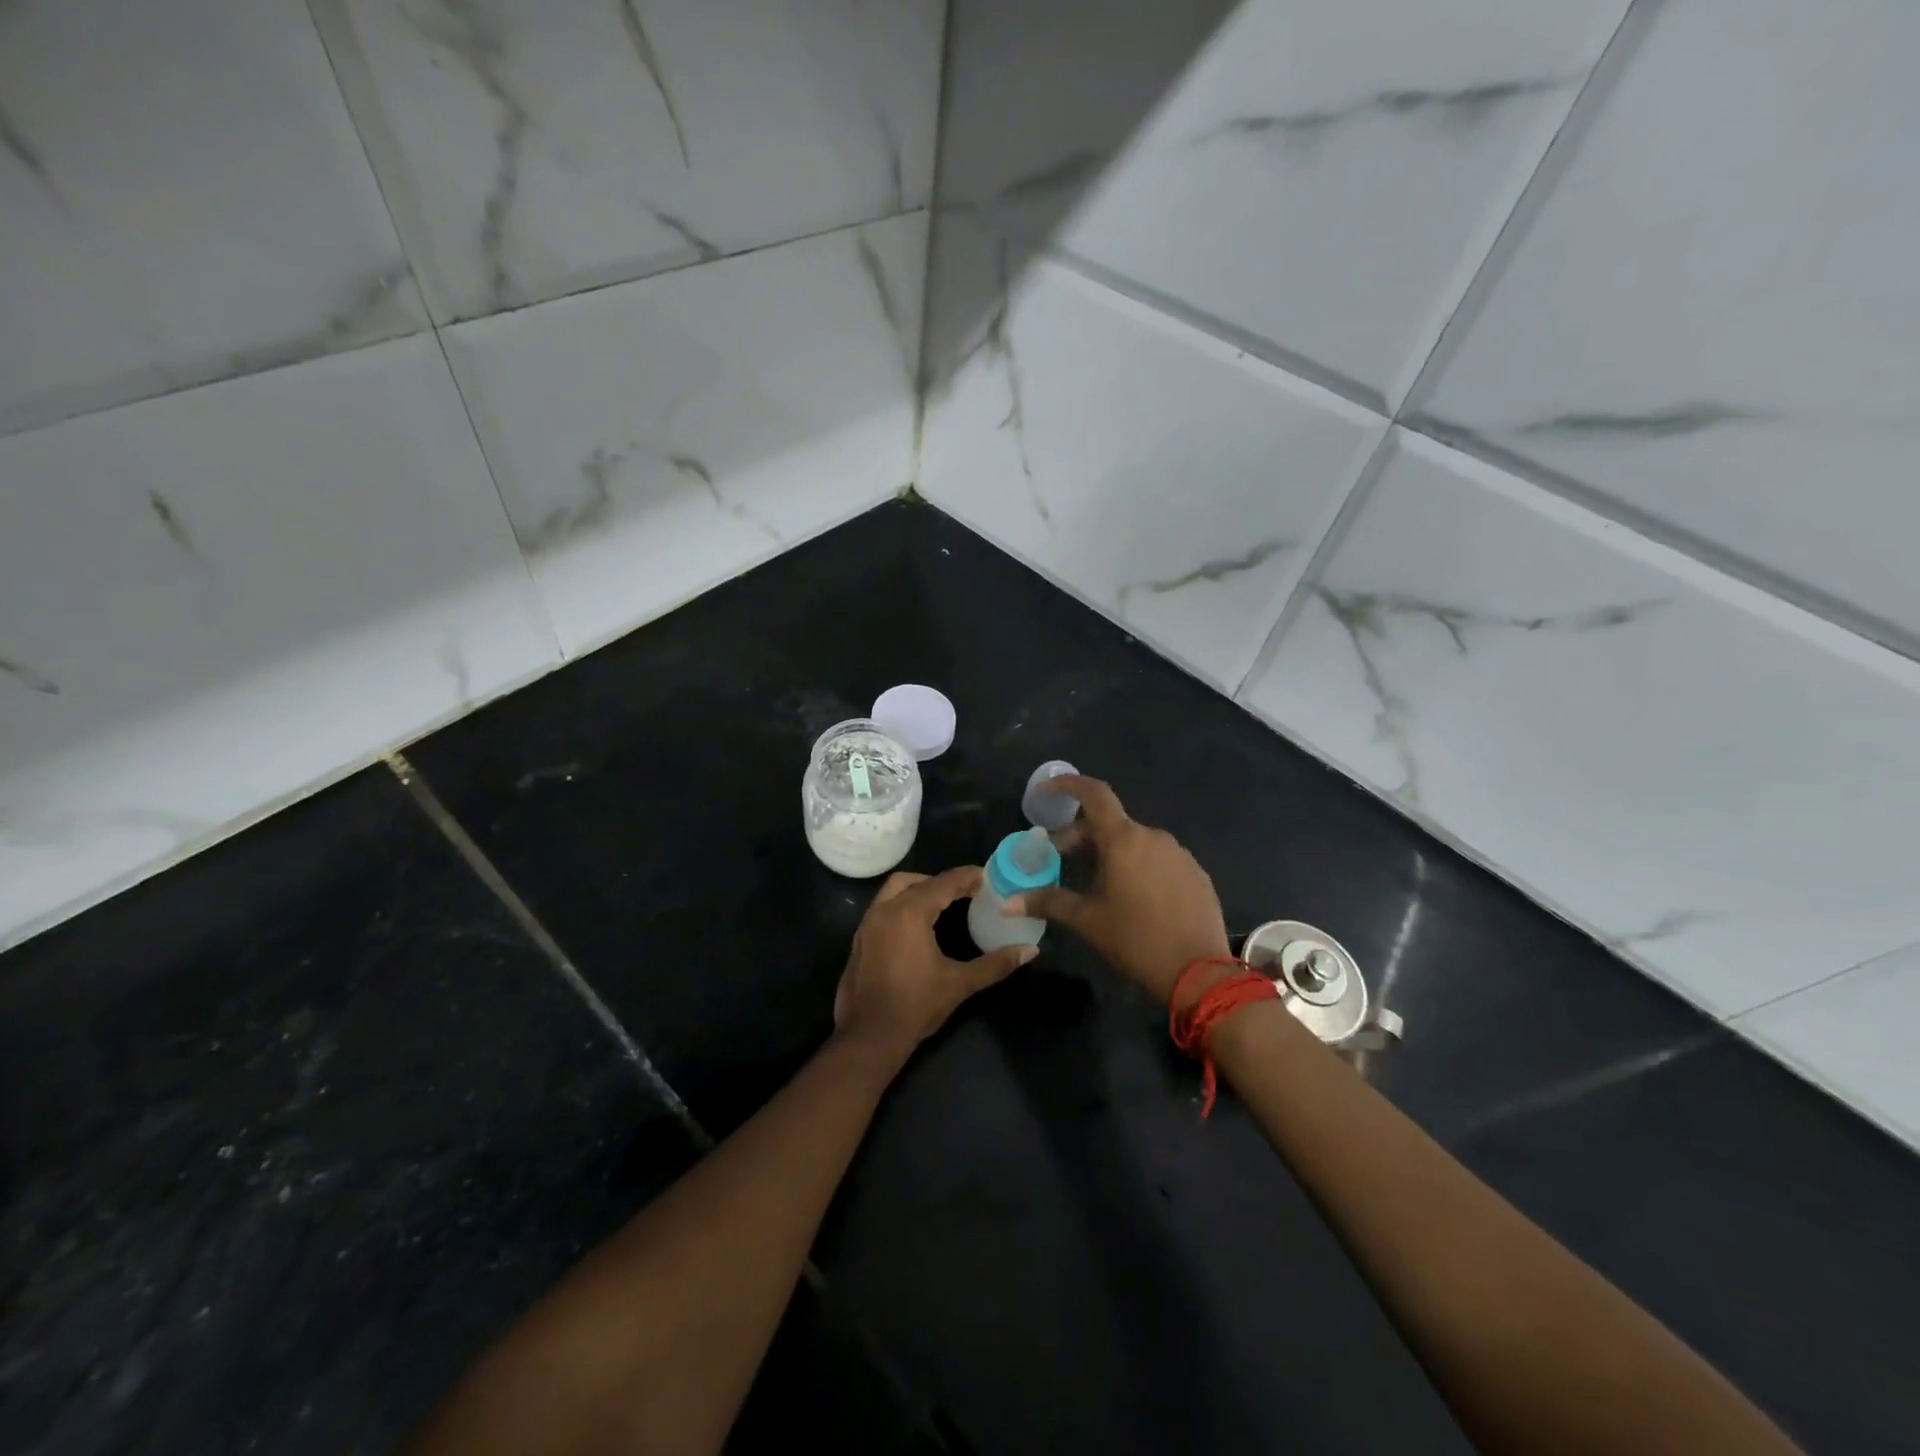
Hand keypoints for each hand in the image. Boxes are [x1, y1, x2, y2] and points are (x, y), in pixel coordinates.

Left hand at [833, 867, 1035, 1062]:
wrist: (869, 1037)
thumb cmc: (916, 1006)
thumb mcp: (960, 983)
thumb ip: (995, 964)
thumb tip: (1030, 950)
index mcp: (909, 913)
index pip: (943, 883)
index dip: (967, 877)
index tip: (987, 877)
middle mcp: (885, 909)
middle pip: (916, 880)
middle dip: (942, 881)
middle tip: (967, 891)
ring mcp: (868, 924)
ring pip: (894, 890)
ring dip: (919, 889)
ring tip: (943, 903)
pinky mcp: (860, 939)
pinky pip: (883, 907)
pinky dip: (902, 904)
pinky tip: (918, 925)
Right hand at [1005, 775, 1228, 1004]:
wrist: (1199, 972)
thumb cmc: (1135, 939)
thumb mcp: (1086, 921)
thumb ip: (1047, 902)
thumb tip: (1007, 903)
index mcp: (1123, 840)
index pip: (1094, 794)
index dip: (1069, 785)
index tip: (1048, 790)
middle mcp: (1153, 837)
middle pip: (1111, 823)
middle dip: (1083, 835)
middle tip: (1063, 858)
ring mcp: (1179, 854)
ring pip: (1136, 842)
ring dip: (1112, 852)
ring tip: (1099, 882)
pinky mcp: (1196, 873)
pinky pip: (1159, 859)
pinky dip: (1139, 866)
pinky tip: (1135, 897)